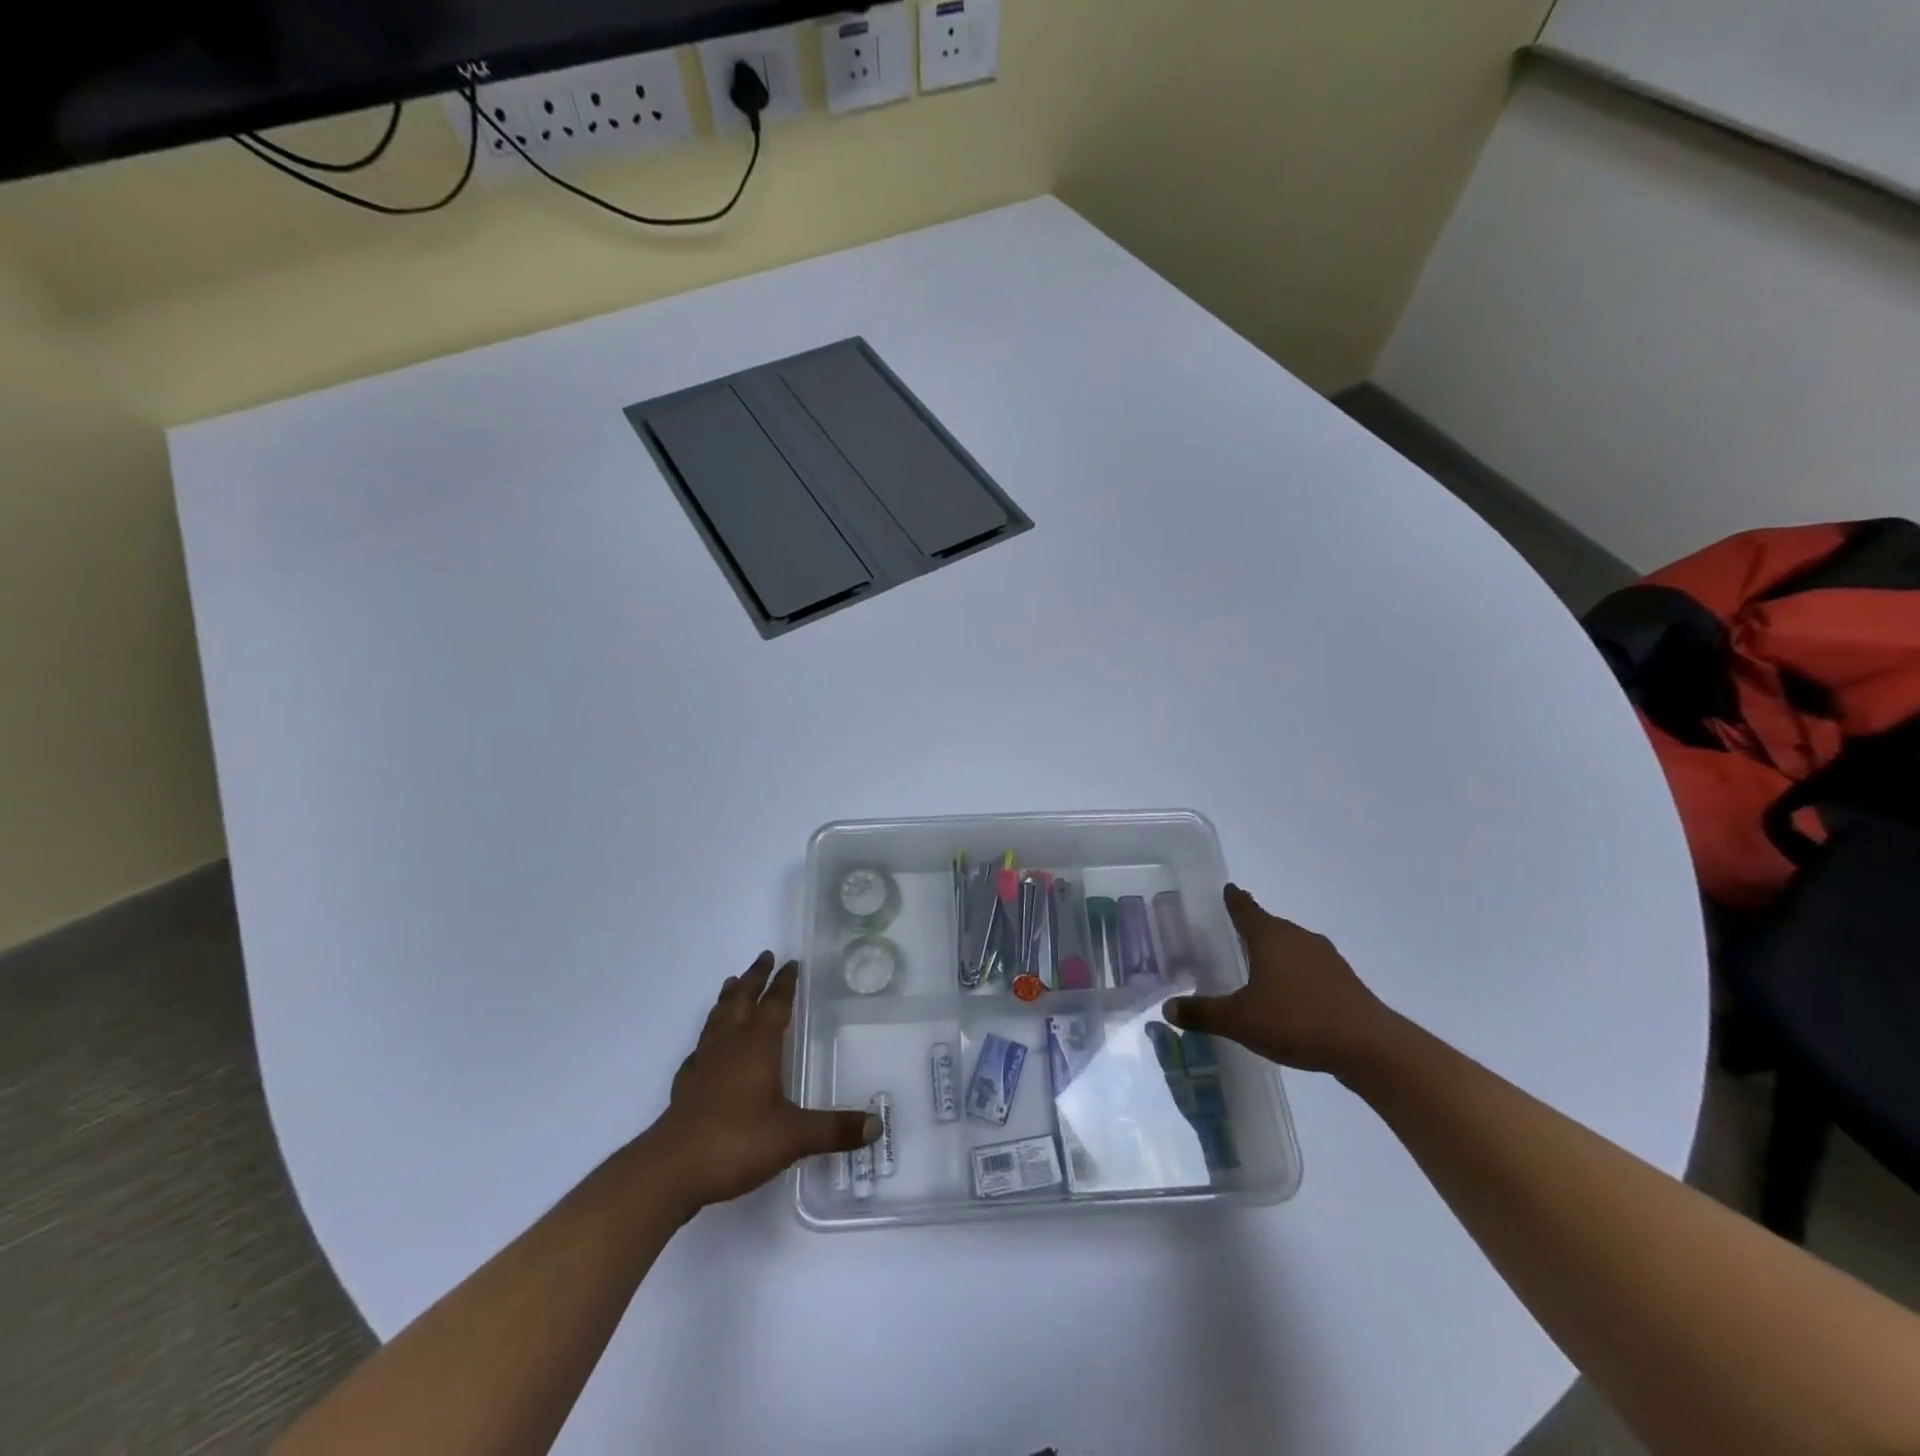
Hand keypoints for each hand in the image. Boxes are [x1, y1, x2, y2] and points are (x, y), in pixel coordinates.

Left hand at [648, 954, 877, 1210]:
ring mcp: (703, 1065)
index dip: (785, 984)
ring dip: (727, 999)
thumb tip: (876, 1126)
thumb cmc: (737, 1141)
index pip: (775, 1004)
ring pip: (717, 1019)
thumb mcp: (794, 1136)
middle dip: (754, 978)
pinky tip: (704, 1050)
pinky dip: (705, 1042)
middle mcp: (729, 1046)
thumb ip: (834, 1129)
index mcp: (757, 1046)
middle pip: (742, 1000)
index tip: (791, 963)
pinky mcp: (686, 1087)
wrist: (672, 1170)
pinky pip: (697, 1053)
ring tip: (731, 983)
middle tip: (764, 956)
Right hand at [1165, 884, 1395, 1075]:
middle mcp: (1298, 939)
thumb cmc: (1298, 1021)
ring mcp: (1326, 960)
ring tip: (1256, 967)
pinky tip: (1286, 996)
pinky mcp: (1343, 983)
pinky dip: (1293, 975)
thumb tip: (1167, 1009)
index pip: (1246, 909)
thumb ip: (1203, 1013)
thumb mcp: (1240, 1020)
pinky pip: (1309, 969)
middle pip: (1269, 926)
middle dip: (1251, 929)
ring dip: (1274, 953)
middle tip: (1230, 933)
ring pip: (1291, 947)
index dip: (1233, 899)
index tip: (1227, 888)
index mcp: (1271, 937)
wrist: (1370, 1048)